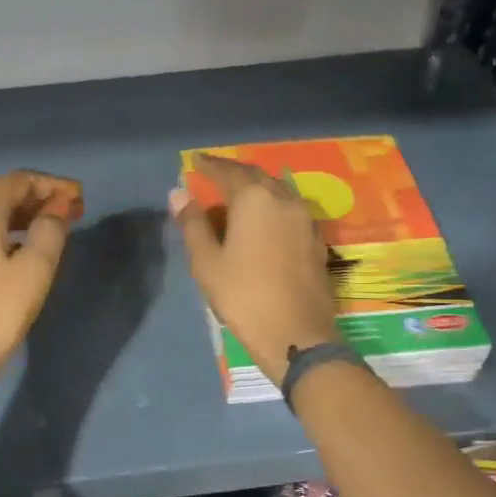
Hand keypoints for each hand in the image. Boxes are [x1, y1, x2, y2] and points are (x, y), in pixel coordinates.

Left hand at [0, 170, 83, 403]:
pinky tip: (25, 251)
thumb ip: (50, 232)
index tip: (79, 198)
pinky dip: (5, 235)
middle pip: (1, 196)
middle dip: (38, 200)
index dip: (51, 185)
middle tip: (72, 214)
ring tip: (55, 232)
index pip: (17, 181)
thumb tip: (56, 212)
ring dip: (22, 218)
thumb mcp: (34, 270)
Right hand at [170, 153, 340, 383]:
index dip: (209, 165)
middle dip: (234, 174)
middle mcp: (284, 199)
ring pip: (277, 192)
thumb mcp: (207, 263)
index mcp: (254, 199)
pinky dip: (271, 207)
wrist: (297, 334)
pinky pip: (289, 211)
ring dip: (256, 189)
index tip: (195, 162)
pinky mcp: (316, 240)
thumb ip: (193, 224)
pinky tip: (263, 221)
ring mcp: (305, 219)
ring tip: (237, 197)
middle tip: (215, 176)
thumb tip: (179, 193)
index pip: (227, 172)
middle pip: (256, 176)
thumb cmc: (244, 297)